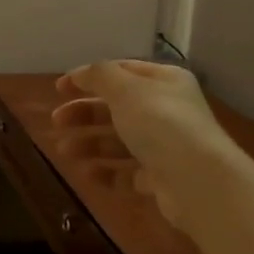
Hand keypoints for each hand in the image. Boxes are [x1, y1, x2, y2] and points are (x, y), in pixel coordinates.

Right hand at [51, 60, 227, 230]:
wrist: (198, 181)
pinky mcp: (161, 178)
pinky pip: (128, 172)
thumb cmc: (161, 125)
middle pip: (117, 108)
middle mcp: (167, 111)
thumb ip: (99, 76)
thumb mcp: (126, 90)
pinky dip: (107, 172)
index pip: (122, 72)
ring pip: (120, 141)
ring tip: (64, 151)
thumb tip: (81, 72)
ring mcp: (165, 146)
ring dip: (90, 144)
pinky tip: (87, 174)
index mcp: (164, 82)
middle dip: (84, 113)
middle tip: (56, 121)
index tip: (59, 89)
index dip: (89, 77)